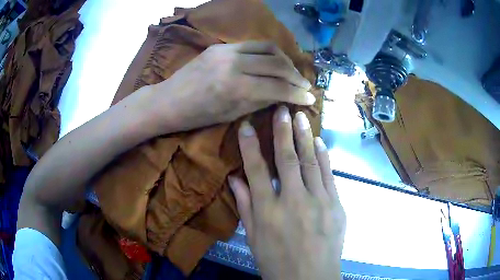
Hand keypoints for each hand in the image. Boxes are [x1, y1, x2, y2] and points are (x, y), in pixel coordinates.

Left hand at [145, 41, 314, 132]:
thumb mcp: (231, 114)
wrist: (168, 100)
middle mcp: (234, 64)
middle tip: (304, 84)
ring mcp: (226, 50)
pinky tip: (272, 61)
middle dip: (296, 75)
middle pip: (277, 63)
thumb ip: (260, 100)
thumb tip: (284, 94)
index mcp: (235, 88)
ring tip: (292, 71)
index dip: (297, 94)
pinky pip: (252, 45)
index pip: (277, 87)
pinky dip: (268, 53)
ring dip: (285, 59)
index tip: (311, 98)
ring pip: (268, 48)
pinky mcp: (220, 45)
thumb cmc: (197, 116)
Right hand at [228, 106, 345, 279]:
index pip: (256, 170)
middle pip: (287, 159)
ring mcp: (319, 202)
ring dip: (305, 137)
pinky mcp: (336, 206)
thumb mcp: (253, 239)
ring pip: (311, 162)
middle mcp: (293, 201)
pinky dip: (325, 157)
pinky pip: (329, 176)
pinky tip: (320, 142)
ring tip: (301, 116)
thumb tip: (235, 180)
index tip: (246, 124)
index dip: (249, 145)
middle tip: (282, 109)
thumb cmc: (276, 262)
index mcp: (268, 211)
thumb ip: (245, 207)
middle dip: (282, 131)